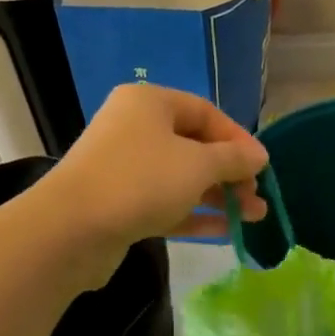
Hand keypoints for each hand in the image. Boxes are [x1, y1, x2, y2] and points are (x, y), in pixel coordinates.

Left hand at [36, 85, 268, 285]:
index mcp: (150, 104)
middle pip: (195, 147)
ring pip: (183, 179)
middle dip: (231, 174)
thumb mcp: (198, 165)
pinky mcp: (121, 203)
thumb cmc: (141, 181)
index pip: (206, 113)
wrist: (73, 228)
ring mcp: (126, 168)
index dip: (238, 139)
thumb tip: (260, 155)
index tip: (262, 167)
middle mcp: (136, 129)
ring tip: (253, 218)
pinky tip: (227, 232)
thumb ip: (234, 159)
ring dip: (219, 197)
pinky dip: (196, 215)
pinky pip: (167, 203)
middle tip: (257, 198)